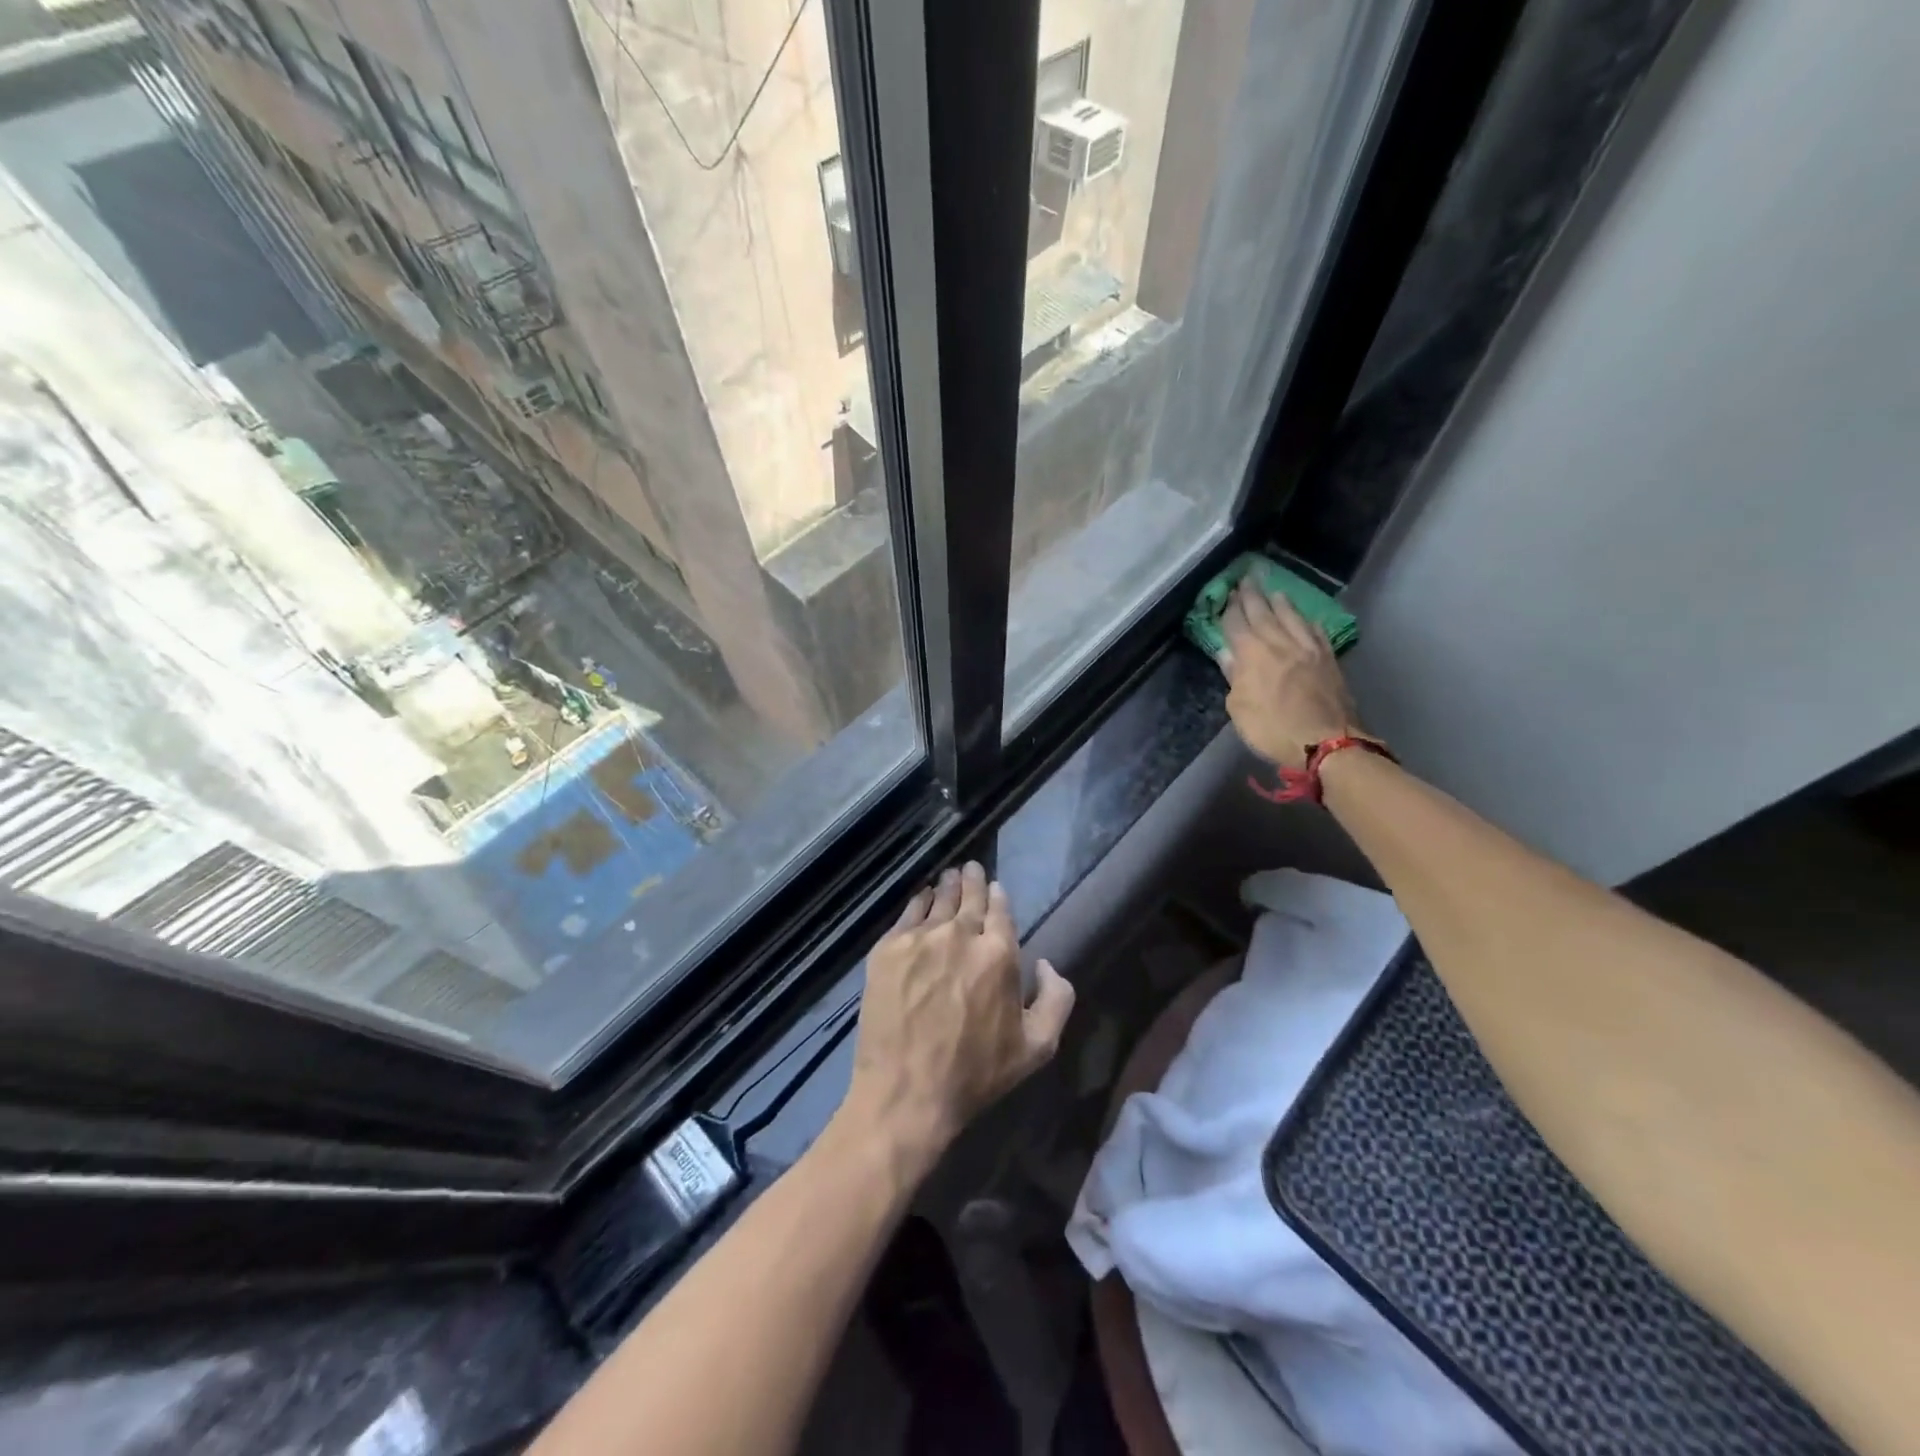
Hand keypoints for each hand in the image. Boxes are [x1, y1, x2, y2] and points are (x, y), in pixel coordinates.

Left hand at [841, 862, 1074, 1171]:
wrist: (907, 1092)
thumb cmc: (976, 1074)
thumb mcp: (1038, 1047)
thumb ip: (1056, 999)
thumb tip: (1045, 964)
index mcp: (999, 954)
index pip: (1000, 910)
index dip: (997, 895)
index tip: (994, 887)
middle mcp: (960, 935)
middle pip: (969, 897)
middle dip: (972, 880)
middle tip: (970, 868)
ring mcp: (920, 939)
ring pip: (938, 900)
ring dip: (947, 886)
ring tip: (949, 876)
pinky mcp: (888, 949)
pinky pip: (907, 914)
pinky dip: (917, 902)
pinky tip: (921, 897)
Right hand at [1221, 578, 1363, 767]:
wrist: (1326, 741)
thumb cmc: (1273, 729)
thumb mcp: (1240, 709)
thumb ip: (1234, 678)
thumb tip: (1227, 654)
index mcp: (1252, 654)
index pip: (1236, 623)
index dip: (1230, 609)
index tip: (1226, 595)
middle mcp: (1279, 642)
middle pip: (1263, 612)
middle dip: (1252, 596)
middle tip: (1246, 579)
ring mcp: (1308, 647)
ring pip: (1291, 616)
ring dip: (1280, 602)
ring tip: (1274, 592)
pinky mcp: (1328, 657)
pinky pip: (1315, 631)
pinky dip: (1306, 621)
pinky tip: (1306, 619)